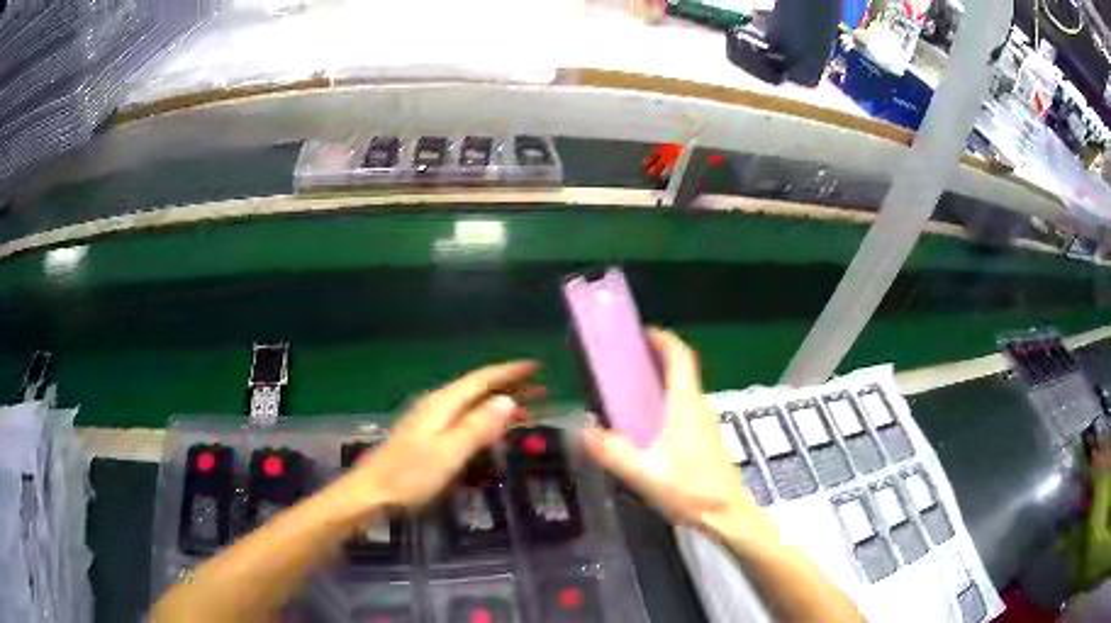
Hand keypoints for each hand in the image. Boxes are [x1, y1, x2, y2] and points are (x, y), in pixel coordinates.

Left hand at [328, 361, 541, 519]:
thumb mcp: (449, 452)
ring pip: (474, 406)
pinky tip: (495, 431)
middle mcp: (438, 406)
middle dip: (511, 388)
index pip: (482, 379)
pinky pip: (466, 420)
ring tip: (530, 410)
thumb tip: (507, 400)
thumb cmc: (410, 475)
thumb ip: (478, 427)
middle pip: (479, 390)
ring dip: (501, 406)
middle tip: (543, 391)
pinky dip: (486, 421)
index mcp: (443, 404)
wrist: (372, 494)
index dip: (510, 372)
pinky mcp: (429, 438)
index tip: (537, 367)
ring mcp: (431, 422)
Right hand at [582, 329, 775, 543]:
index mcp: (686, 406)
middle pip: (681, 369)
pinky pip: (683, 406)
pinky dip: (665, 400)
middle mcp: (698, 407)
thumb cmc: (690, 490)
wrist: (726, 513)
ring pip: (683, 389)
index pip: (680, 358)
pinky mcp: (705, 438)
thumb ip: (612, 451)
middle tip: (624, 362)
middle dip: (656, 357)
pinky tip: (646, 425)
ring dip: (660, 380)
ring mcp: (705, 422)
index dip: (663, 340)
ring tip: (629, 390)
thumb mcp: (644, 473)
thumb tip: (583, 431)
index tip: (641, 333)